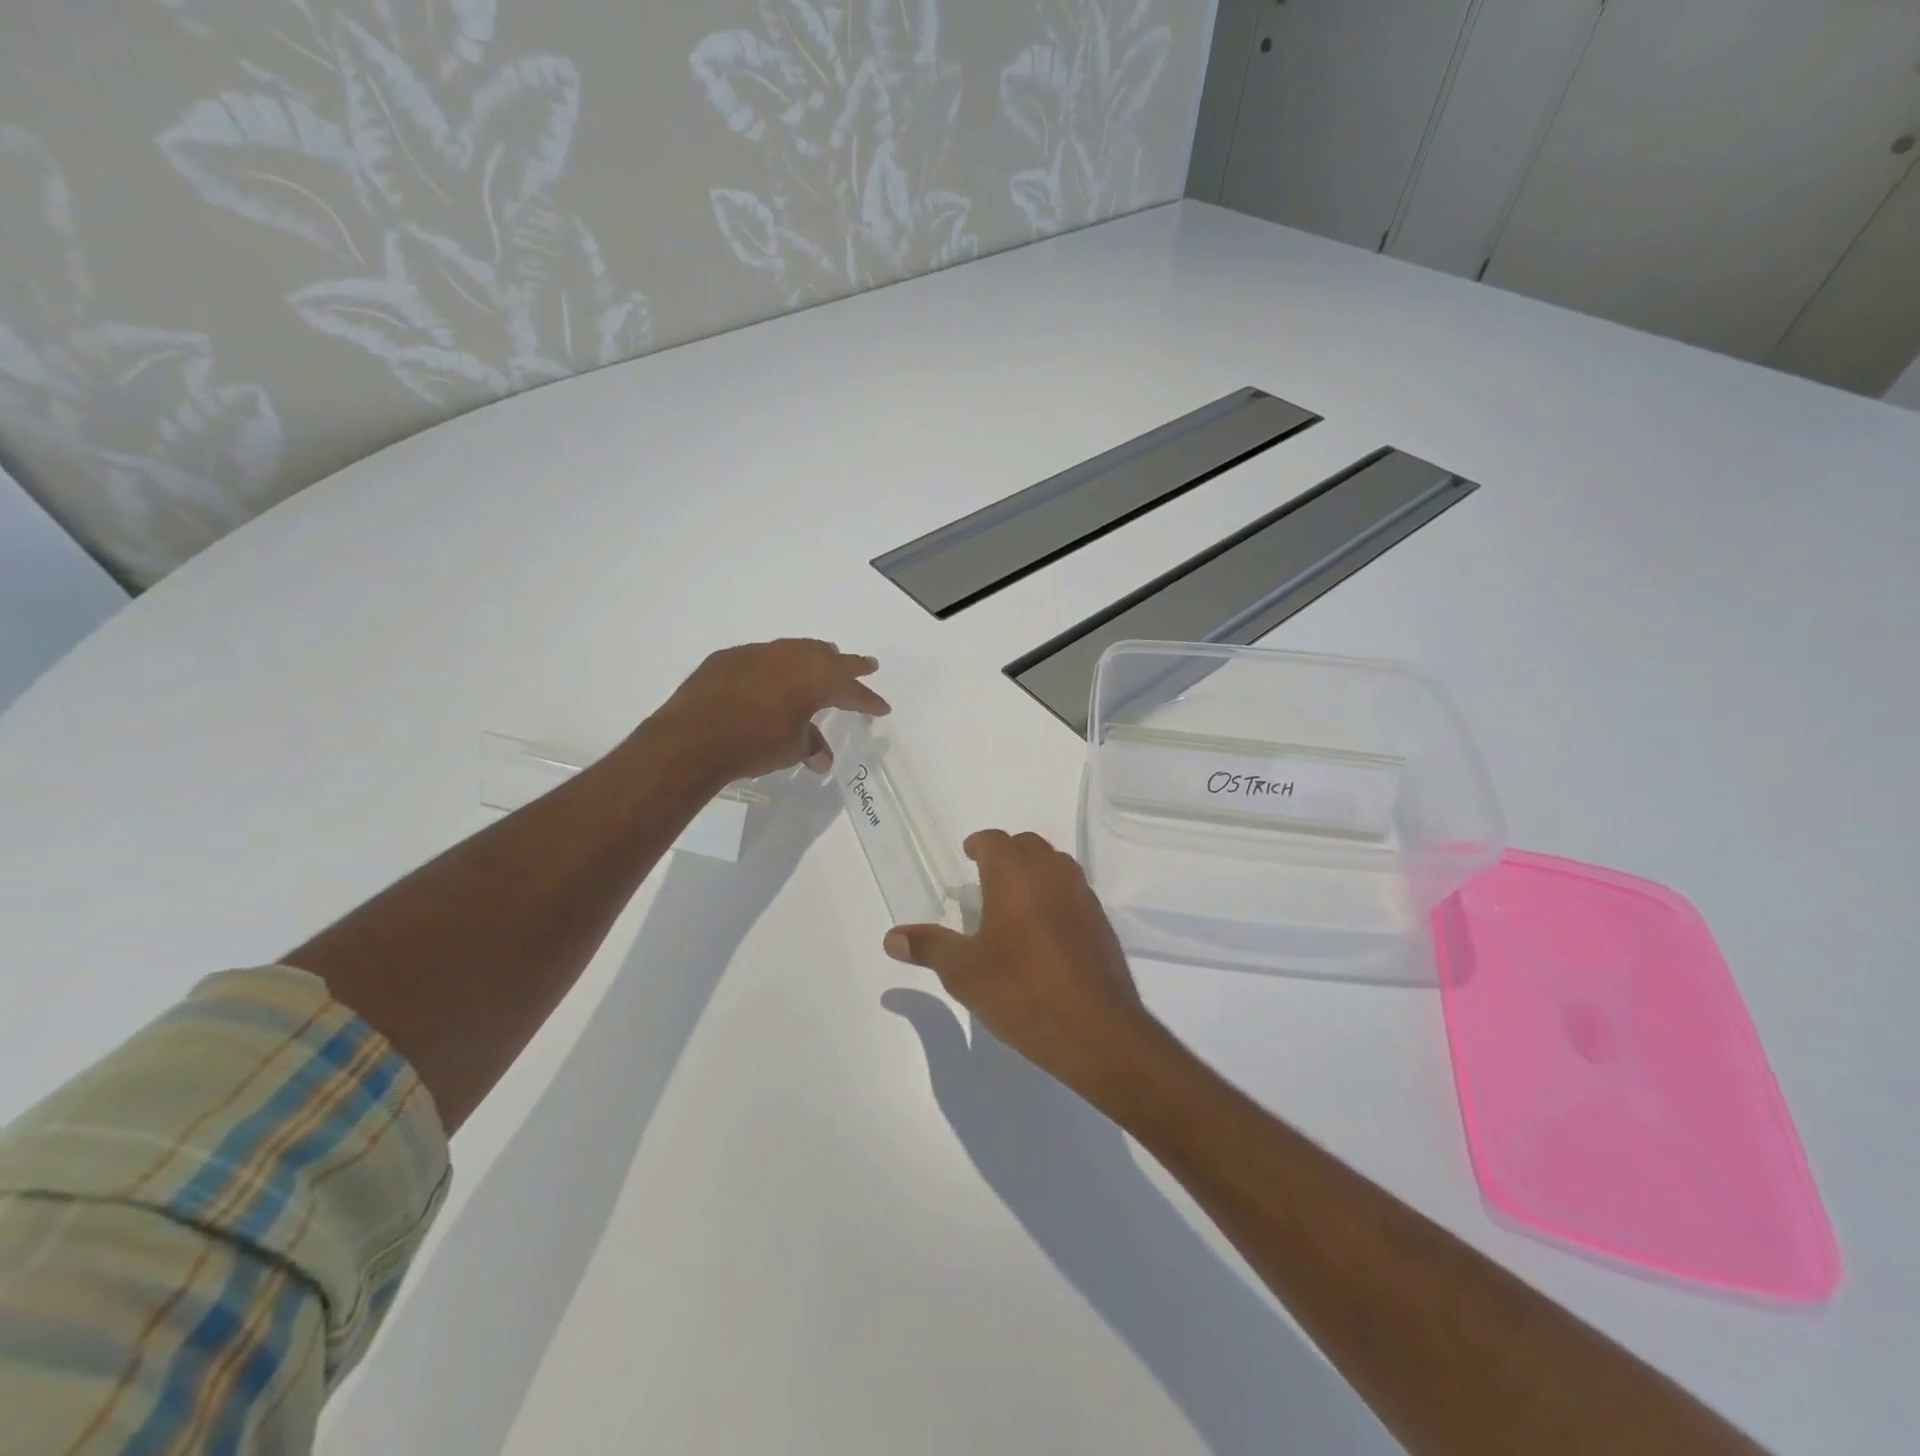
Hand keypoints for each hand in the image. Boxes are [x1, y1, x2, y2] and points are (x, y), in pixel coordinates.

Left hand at [652, 639, 889, 781]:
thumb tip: (821, 758)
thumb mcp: (791, 749)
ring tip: (823, 658)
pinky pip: (763, 657)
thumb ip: (810, 746)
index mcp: (816, 678)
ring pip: (796, 650)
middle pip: (829, 658)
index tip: (882, 707)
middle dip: (850, 665)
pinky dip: (776, 666)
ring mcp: (758, 652)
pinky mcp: (729, 657)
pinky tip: (772, 676)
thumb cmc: (754, 744)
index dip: (868, 701)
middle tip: (868, 665)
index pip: (851, 690)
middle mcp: (792, 657)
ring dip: (813, 657)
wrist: (694, 737)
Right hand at [883, 829, 1161, 1097]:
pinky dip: (1054, 896)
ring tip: (1013, 902)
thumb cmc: (1021, 991)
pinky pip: (1072, 892)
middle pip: (1027, 845)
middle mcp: (1052, 873)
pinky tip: (1043, 931)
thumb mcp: (964, 972)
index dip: (979, 844)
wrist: (1096, 1030)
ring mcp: (1082, 896)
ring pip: (1055, 865)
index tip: (968, 856)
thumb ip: (929, 947)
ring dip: (1033, 871)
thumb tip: (892, 937)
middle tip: (986, 877)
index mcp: (1015, 874)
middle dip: (1006, 853)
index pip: (995, 840)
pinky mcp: (1101, 922)